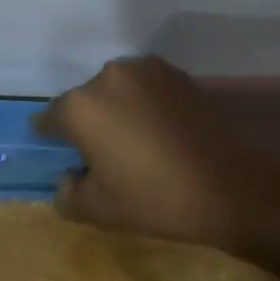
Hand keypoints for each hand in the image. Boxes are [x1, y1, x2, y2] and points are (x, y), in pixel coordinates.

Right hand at [36, 56, 279, 246]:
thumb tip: (68, 177)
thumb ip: (67, 192)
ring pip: (116, 91)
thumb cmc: (155, 198)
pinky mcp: (177, 74)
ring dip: (118, 109)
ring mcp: (145, 70)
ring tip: (136, 142)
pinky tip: (161, 132)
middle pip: (85, 100)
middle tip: (104, 155)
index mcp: (80, 106)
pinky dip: (146, 105)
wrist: (230, 187)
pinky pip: (146, 88)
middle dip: (89, 123)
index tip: (61, 153)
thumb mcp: (98, 209)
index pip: (49, 118)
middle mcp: (107, 77)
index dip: (51, 137)